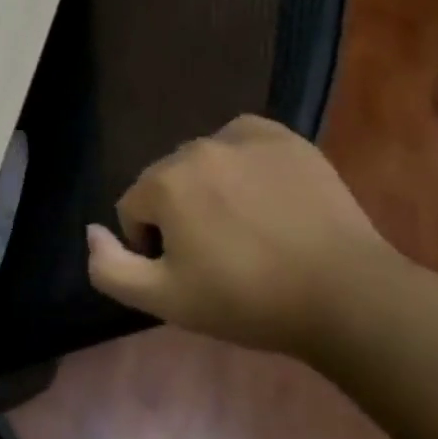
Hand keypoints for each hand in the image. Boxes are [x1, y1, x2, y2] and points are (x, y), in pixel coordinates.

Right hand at [85, 115, 404, 355]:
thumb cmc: (247, 301)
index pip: (133, 208)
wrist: (346, 295)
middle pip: (167, 181)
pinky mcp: (285, 139)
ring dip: (210, 188)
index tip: (187, 273)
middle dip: (179, 214)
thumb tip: (91, 231)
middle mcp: (197, 147)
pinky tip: (263, 194)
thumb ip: (109, 268)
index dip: (152, 245)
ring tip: (246, 228)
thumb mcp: (165, 300)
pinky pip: (242, 140)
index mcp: (165, 182)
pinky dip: (241, 161)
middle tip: (218, 256)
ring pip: (203, 161)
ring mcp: (244, 138)